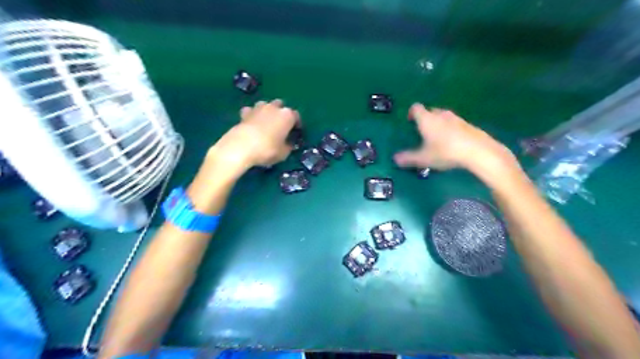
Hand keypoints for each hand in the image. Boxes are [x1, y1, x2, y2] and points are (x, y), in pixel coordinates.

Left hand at [209, 97, 301, 170]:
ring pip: (266, 105)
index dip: (297, 124)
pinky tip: (252, 123)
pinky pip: (251, 111)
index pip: (296, 116)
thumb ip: (288, 146)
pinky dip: (252, 115)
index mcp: (287, 116)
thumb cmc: (268, 149)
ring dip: (267, 111)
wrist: (242, 146)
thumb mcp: (284, 153)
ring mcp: (258, 108)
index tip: (295, 131)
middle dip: (281, 113)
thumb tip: (288, 144)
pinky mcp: (245, 112)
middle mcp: (274, 107)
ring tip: (266, 123)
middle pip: (281, 106)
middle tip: (280, 126)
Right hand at [392, 103, 516, 174]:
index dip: (411, 112)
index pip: (416, 108)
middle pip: (430, 111)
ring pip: (443, 117)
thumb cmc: (445, 152)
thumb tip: (395, 159)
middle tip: (422, 131)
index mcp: (427, 119)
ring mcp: (456, 118)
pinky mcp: (468, 125)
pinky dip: (450, 129)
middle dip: (425, 119)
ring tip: (436, 137)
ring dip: (438, 123)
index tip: (409, 120)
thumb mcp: (423, 158)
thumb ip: (408, 158)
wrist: (477, 151)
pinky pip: (455, 124)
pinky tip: (452, 142)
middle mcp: (441, 115)